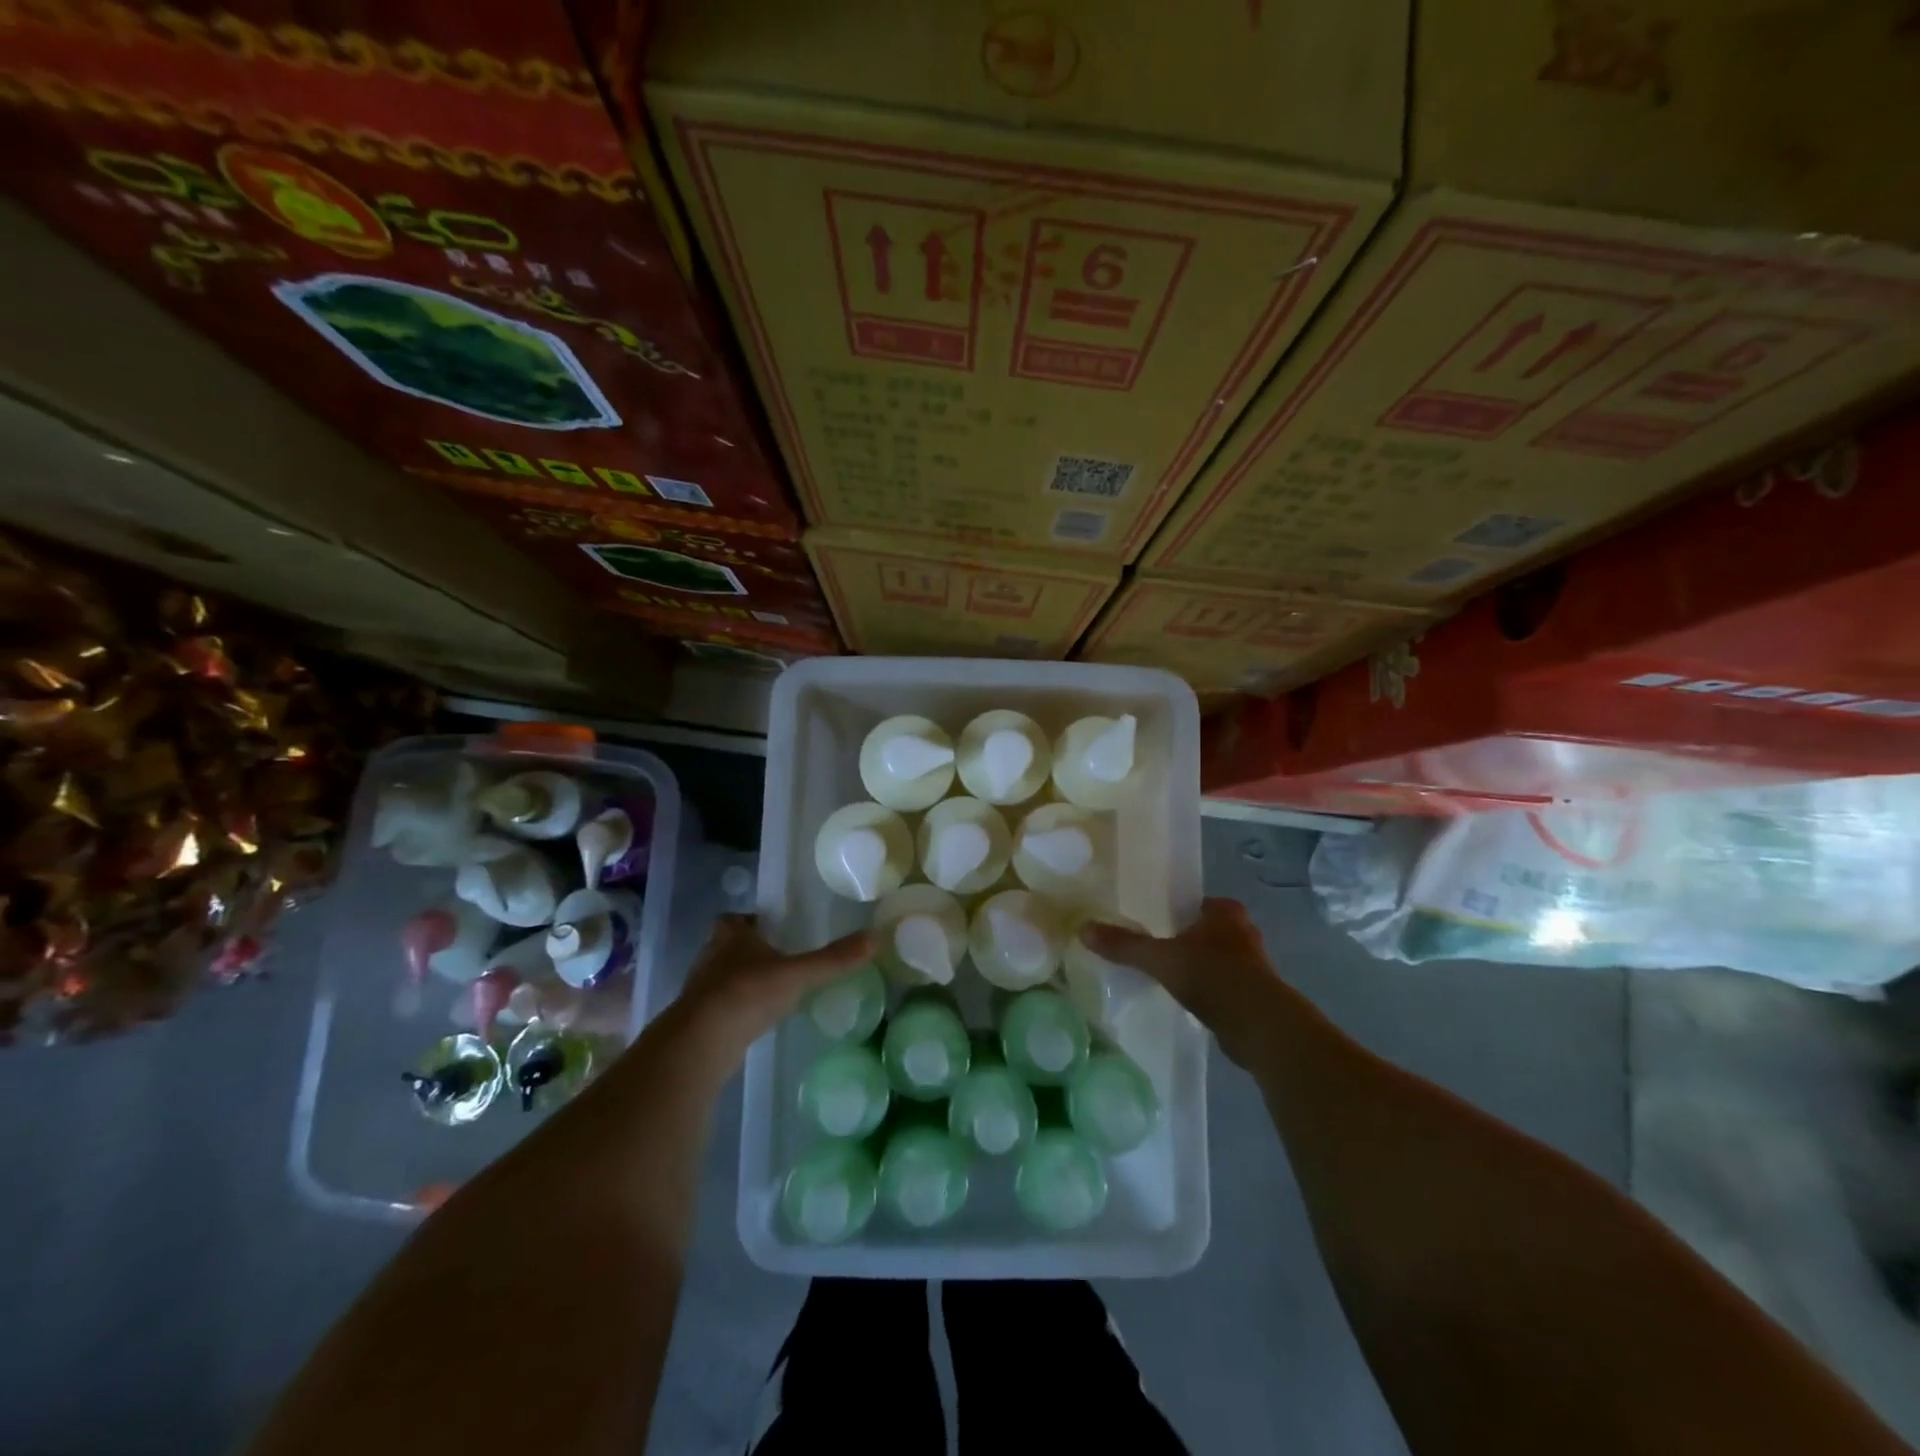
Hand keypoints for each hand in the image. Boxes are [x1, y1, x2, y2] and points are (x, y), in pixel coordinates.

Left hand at [672, 915, 875, 1054]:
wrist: (702, 1042)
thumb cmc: (748, 993)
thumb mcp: (798, 974)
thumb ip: (834, 959)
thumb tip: (875, 937)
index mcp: (731, 935)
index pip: (734, 919)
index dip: (749, 922)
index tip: (770, 928)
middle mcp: (711, 956)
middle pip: (727, 946)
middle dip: (748, 951)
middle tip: (778, 957)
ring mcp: (701, 990)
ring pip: (722, 977)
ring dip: (742, 980)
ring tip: (772, 989)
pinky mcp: (699, 1021)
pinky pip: (721, 1007)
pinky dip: (737, 1009)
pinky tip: (757, 1019)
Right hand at [1079, 898, 1284, 1067]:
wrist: (1260, 1026)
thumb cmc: (1212, 977)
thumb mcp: (1160, 958)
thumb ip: (1124, 945)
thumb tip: (1083, 929)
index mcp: (1225, 912)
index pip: (1198, 902)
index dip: (1179, 910)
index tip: (1157, 922)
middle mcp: (1244, 932)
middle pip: (1209, 929)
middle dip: (1189, 938)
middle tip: (1159, 948)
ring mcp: (1255, 965)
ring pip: (1220, 957)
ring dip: (1201, 965)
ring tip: (1171, 976)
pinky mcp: (1257, 995)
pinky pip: (1226, 985)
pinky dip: (1210, 990)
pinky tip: (1191, 1001)